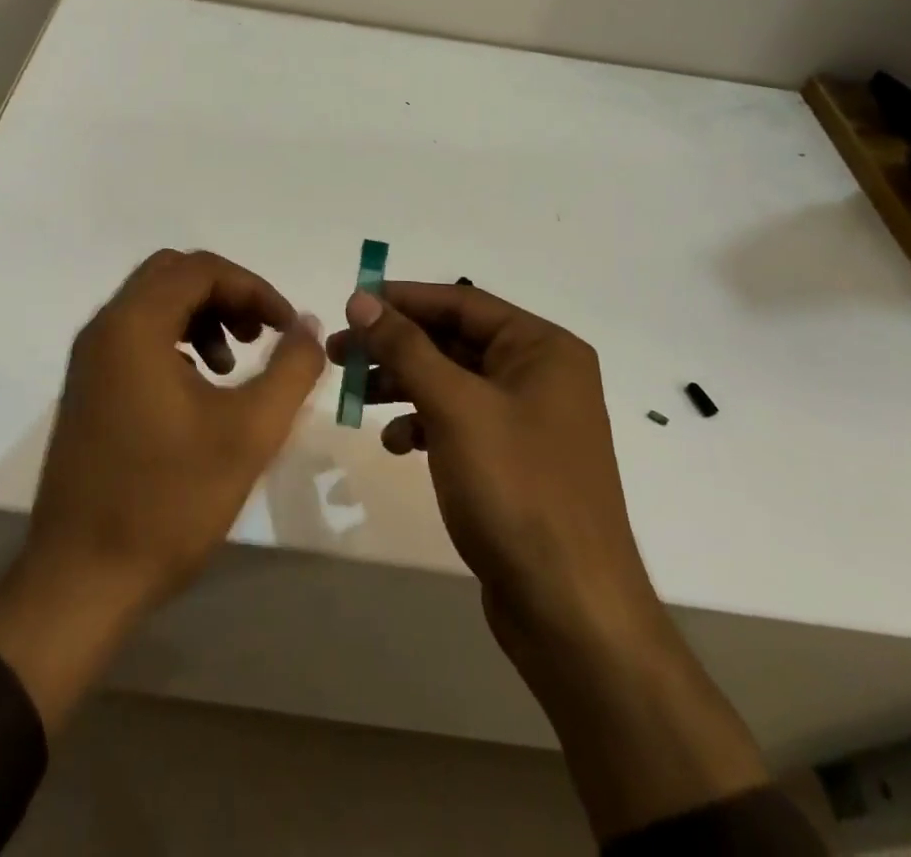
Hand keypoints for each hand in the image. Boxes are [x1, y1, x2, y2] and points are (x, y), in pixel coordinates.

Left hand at [0, 250, 323, 729]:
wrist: (81, 581)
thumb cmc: (168, 501)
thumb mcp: (249, 432)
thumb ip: (290, 369)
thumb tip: (306, 324)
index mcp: (134, 325)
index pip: (200, 268)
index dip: (253, 287)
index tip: (287, 327)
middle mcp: (105, 328)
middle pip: (173, 275)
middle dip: (226, 295)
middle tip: (261, 335)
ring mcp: (90, 359)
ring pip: (154, 304)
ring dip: (201, 317)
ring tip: (233, 367)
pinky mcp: (87, 388)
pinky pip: (137, 337)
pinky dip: (176, 342)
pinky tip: (201, 390)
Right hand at [330, 282, 653, 658]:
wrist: (571, 611)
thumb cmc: (516, 489)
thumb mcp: (455, 407)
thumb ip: (406, 347)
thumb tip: (361, 300)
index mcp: (543, 348)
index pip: (462, 302)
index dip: (403, 299)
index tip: (351, 304)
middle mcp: (541, 375)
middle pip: (454, 341)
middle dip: (396, 346)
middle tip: (339, 352)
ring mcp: (529, 421)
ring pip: (452, 383)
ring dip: (403, 384)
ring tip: (355, 395)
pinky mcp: (513, 462)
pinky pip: (460, 423)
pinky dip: (424, 425)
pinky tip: (396, 443)